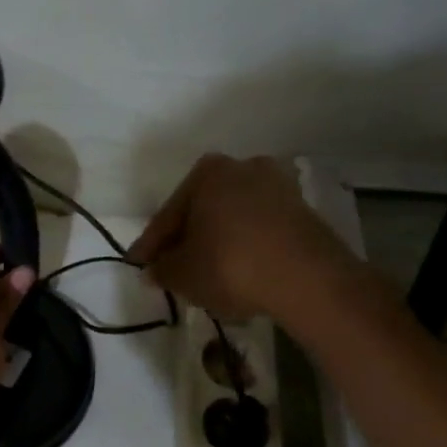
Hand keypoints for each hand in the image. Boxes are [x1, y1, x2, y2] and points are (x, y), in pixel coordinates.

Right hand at [126, 154, 361, 327]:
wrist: (307, 279)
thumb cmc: (230, 266)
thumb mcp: (182, 274)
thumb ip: (161, 269)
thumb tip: (153, 269)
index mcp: (207, 172)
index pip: (168, 214)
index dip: (150, 245)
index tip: (139, 265)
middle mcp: (243, 167)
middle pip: (202, 210)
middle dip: (186, 239)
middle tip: (171, 267)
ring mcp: (278, 187)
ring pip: (231, 218)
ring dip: (217, 241)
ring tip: (205, 272)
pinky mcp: (302, 211)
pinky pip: (259, 229)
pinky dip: (244, 246)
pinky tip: (237, 269)